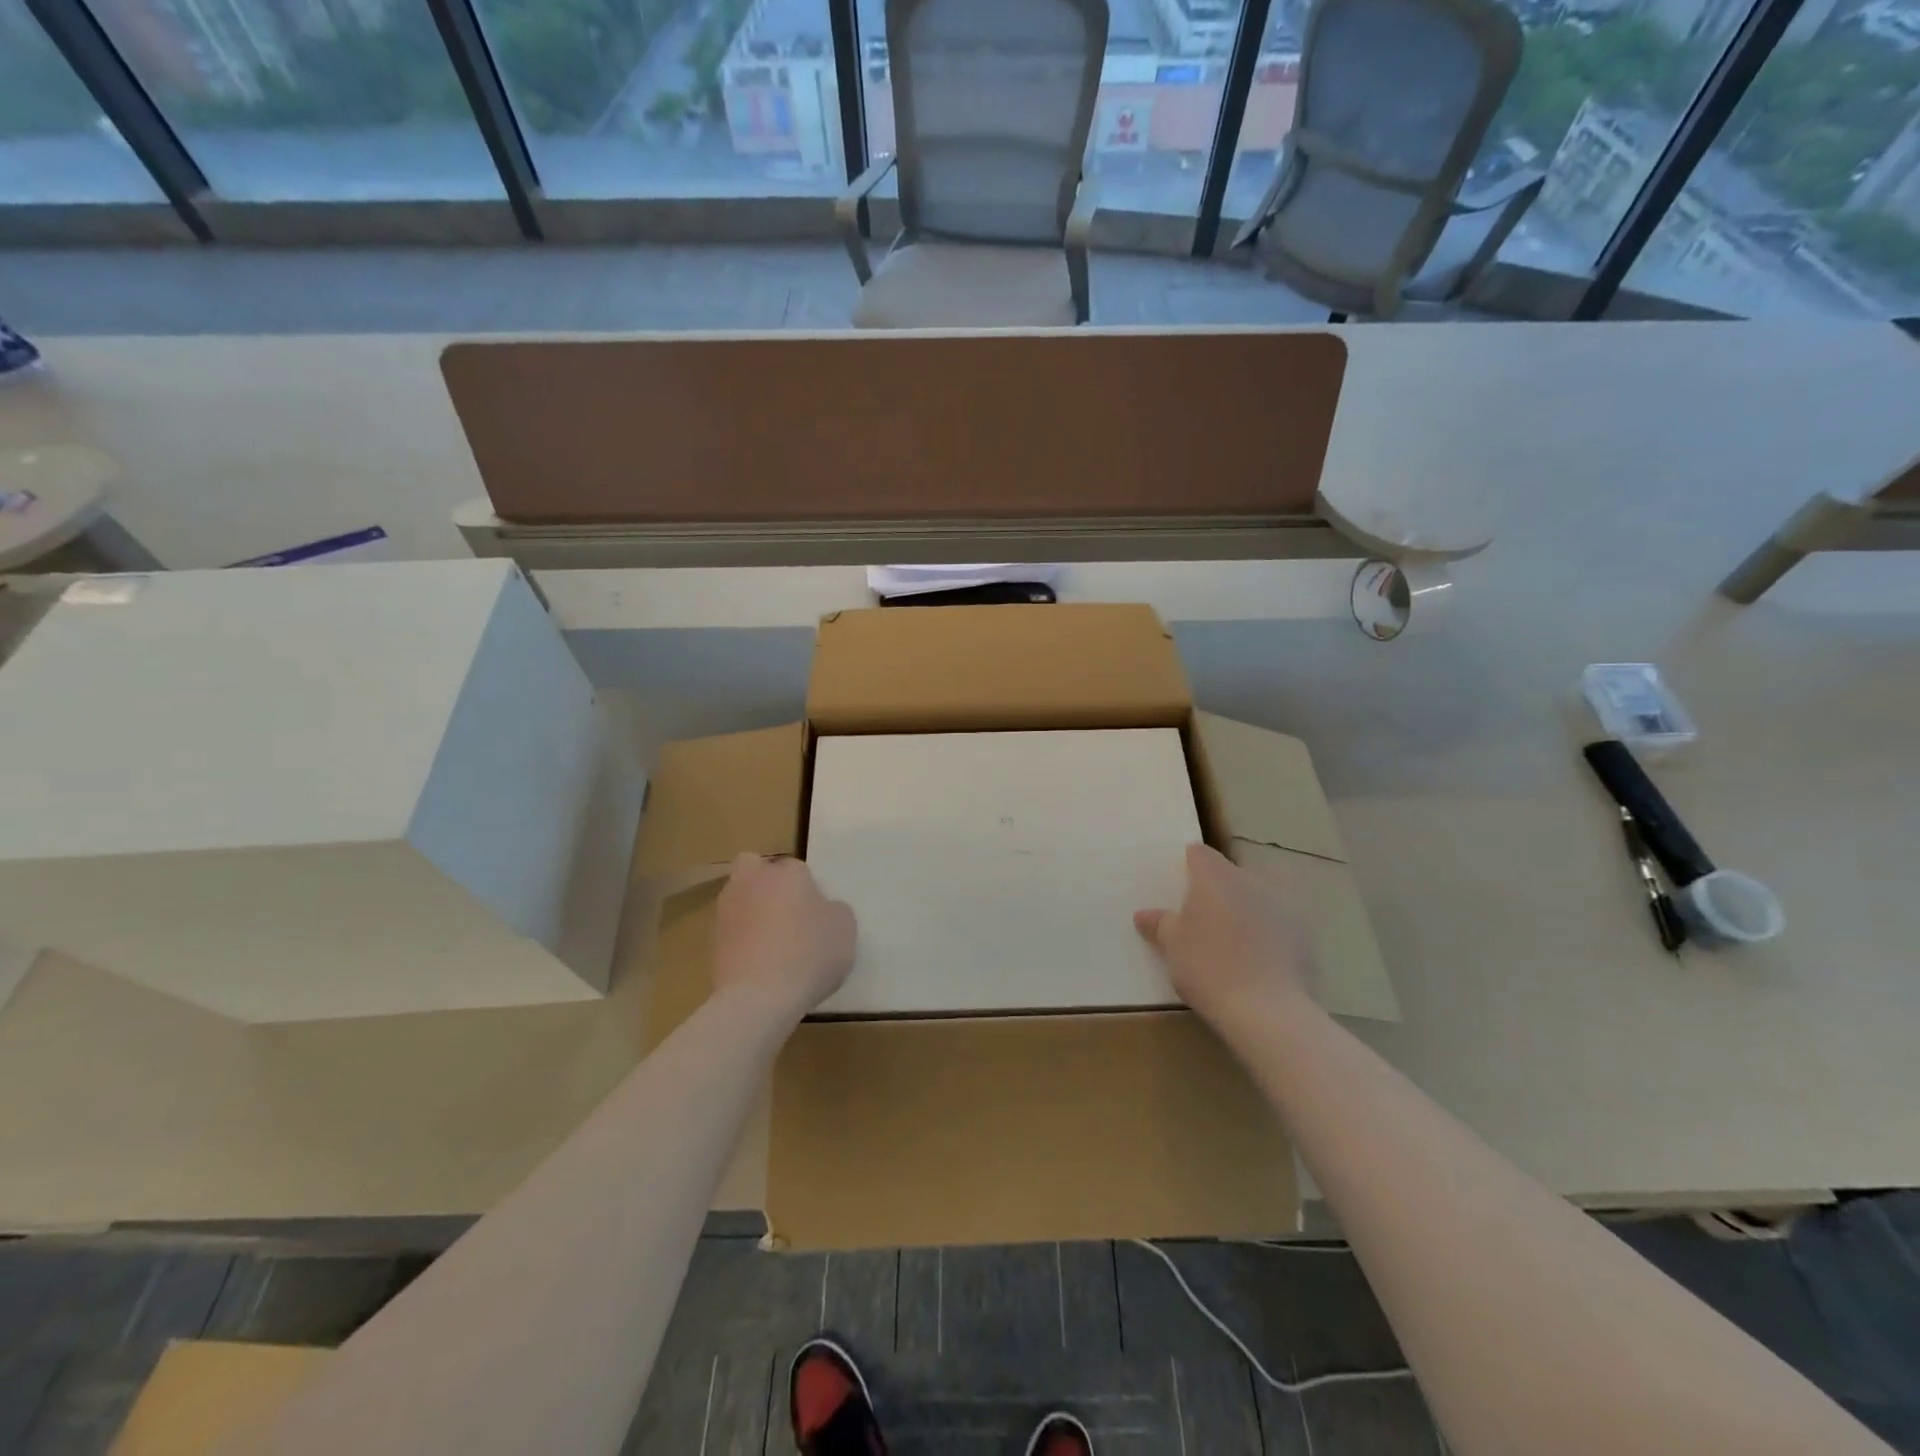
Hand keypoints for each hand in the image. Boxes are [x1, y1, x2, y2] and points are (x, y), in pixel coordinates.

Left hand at [713, 853, 855, 1020]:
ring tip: (773, 945)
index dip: (808, 889)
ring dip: (752, 913)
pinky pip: (732, 932)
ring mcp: (726, 911)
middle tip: (787, 913)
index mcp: (786, 871)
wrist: (759, 997)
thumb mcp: (845, 928)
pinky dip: (742, 941)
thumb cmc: (810, 953)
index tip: (817, 914)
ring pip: (740, 899)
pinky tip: (759, 966)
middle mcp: (751, 881)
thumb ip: (834, 910)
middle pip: (755, 870)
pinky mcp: (711, 942)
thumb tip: (823, 909)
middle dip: (767, 884)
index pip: (798, 869)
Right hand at [1134, 843, 1312, 1022]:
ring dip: (1249, 908)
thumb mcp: (1173, 947)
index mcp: (1215, 876)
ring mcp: (1284, 903)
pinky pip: (1282, 922)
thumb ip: (1159, 924)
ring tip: (1237, 939)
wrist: (1268, 1010)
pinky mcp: (1307, 932)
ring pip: (1261, 895)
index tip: (1181, 887)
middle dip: (1220, 888)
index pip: (1199, 854)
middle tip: (1206, 918)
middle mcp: (1251, 879)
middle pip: (1232, 873)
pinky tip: (1262, 959)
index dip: (1189, 866)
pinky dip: (1271, 932)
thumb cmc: (1208, 967)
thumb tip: (1144, 913)